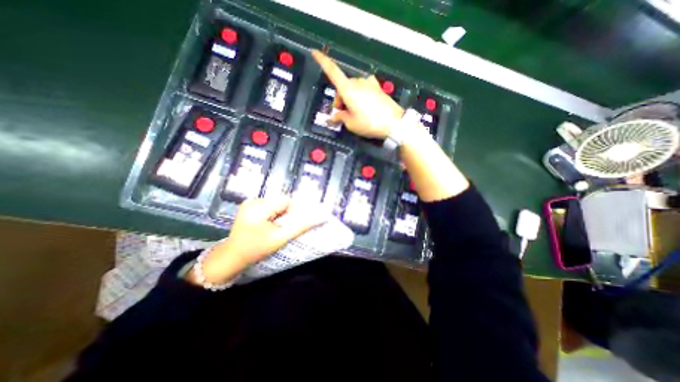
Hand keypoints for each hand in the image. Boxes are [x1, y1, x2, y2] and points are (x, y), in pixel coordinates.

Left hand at [186, 197, 327, 283]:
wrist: (231, 258)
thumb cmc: (256, 249)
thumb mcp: (280, 238)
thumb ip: (301, 226)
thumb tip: (321, 217)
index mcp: (259, 206)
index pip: (287, 201)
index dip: (298, 209)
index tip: (302, 221)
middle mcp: (254, 200)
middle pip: (281, 201)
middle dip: (290, 213)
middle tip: (289, 226)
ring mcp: (250, 203)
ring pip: (277, 204)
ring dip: (283, 214)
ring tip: (280, 227)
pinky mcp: (250, 207)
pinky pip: (270, 207)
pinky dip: (276, 214)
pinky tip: (273, 225)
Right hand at [312, 49, 402, 139]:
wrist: (394, 122)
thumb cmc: (369, 123)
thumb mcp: (351, 124)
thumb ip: (340, 118)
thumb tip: (333, 117)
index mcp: (348, 89)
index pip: (332, 72)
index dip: (322, 61)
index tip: (314, 52)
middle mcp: (358, 82)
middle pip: (343, 86)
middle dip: (340, 99)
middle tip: (342, 114)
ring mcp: (369, 83)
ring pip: (353, 87)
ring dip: (350, 98)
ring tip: (354, 113)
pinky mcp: (377, 87)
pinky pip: (363, 88)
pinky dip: (359, 95)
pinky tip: (364, 105)